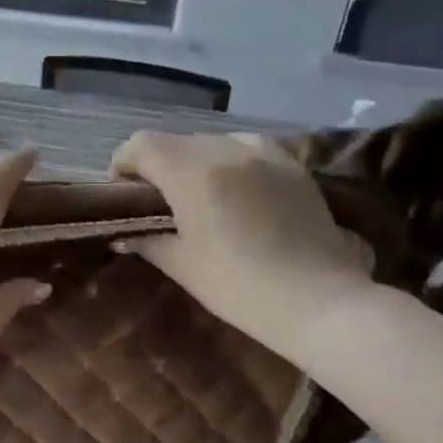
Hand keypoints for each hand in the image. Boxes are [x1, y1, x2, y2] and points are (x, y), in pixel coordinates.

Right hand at [110, 130, 372, 360]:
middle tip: (159, 199)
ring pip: (214, 140)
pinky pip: (249, 147)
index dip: (124, 162)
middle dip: (159, 164)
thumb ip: (148, 241)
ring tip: (200, 191)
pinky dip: (232, 159)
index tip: (124, 191)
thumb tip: (123, 234)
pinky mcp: (293, 166)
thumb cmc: (240, 287)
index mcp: (192, 173)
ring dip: (196, 159)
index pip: (143, 144)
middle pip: (177, 141)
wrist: (319, 302)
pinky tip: (238, 188)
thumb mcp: (183, 265)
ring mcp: (265, 154)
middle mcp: (227, 150)